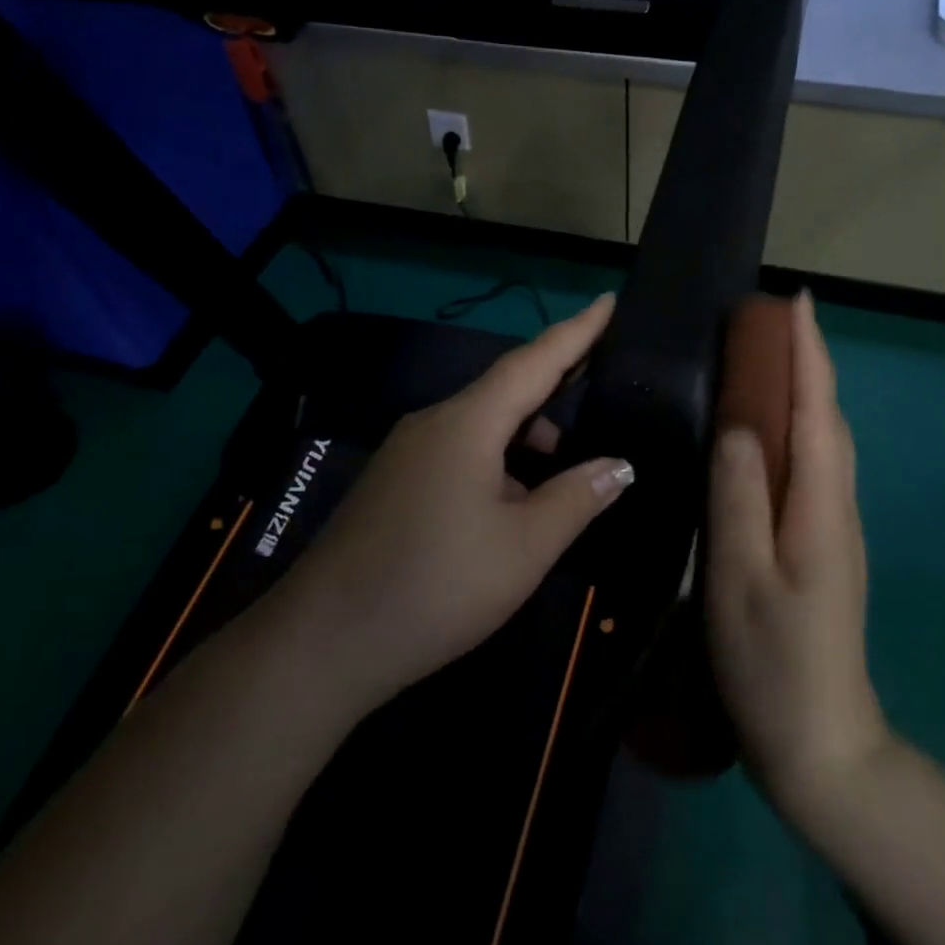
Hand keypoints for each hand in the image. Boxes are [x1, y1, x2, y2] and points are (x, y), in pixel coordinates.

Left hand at [276, 294, 633, 711]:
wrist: (324, 642)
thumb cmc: (437, 586)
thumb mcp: (524, 547)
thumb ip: (577, 498)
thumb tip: (620, 465)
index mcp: (468, 423)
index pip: (533, 361)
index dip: (577, 332)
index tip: (609, 301)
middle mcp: (434, 423)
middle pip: (506, 390)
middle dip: (556, 388)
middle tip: (603, 390)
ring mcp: (407, 453)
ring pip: (481, 426)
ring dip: (527, 436)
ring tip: (567, 470)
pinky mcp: (395, 482)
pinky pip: (458, 451)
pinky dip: (498, 460)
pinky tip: (514, 502)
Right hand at [707, 292, 888, 824]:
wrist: (821, 743)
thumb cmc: (772, 663)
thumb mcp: (740, 579)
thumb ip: (738, 498)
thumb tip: (738, 423)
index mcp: (820, 507)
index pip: (816, 411)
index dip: (808, 353)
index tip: (796, 300)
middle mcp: (836, 506)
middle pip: (827, 419)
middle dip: (806, 362)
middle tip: (766, 324)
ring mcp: (834, 529)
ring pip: (823, 443)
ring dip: (802, 393)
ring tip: (764, 363)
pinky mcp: (822, 546)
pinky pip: (812, 468)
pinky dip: (795, 431)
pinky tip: (766, 435)